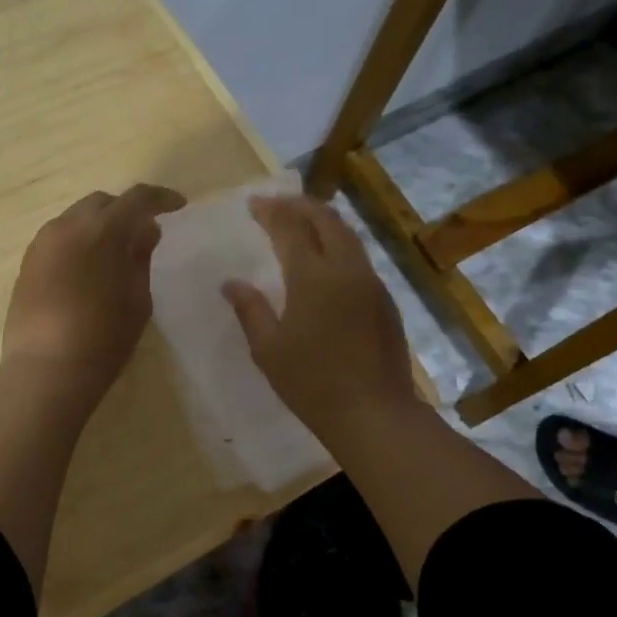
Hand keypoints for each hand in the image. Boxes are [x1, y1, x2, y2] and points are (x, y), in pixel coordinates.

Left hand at [2, 184, 186, 387]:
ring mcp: (42, 243)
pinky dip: (78, 242)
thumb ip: (141, 257)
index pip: (137, 198)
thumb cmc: (104, 336)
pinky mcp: (27, 262)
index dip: (161, 198)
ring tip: (114, 251)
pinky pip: (58, 239)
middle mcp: (68, 226)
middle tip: (143, 231)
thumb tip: (146, 230)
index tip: (178, 206)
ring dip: (98, 225)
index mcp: (103, 230)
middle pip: (102, 203)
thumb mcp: (137, 298)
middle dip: (125, 210)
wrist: (46, 368)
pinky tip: (87, 267)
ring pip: (76, 218)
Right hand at [222, 195, 418, 441]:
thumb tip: (231, 283)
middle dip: (300, 205)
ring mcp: (370, 282)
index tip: (253, 203)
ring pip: (348, 235)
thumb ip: (250, 309)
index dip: (271, 211)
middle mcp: (346, 269)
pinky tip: (327, 257)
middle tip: (278, 203)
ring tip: (302, 220)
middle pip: (325, 219)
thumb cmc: (312, 383)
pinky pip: (359, 256)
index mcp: (313, 277)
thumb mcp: (268, 349)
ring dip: (323, 220)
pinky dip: (339, 243)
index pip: (290, 228)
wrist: (374, 413)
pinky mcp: (384, 299)